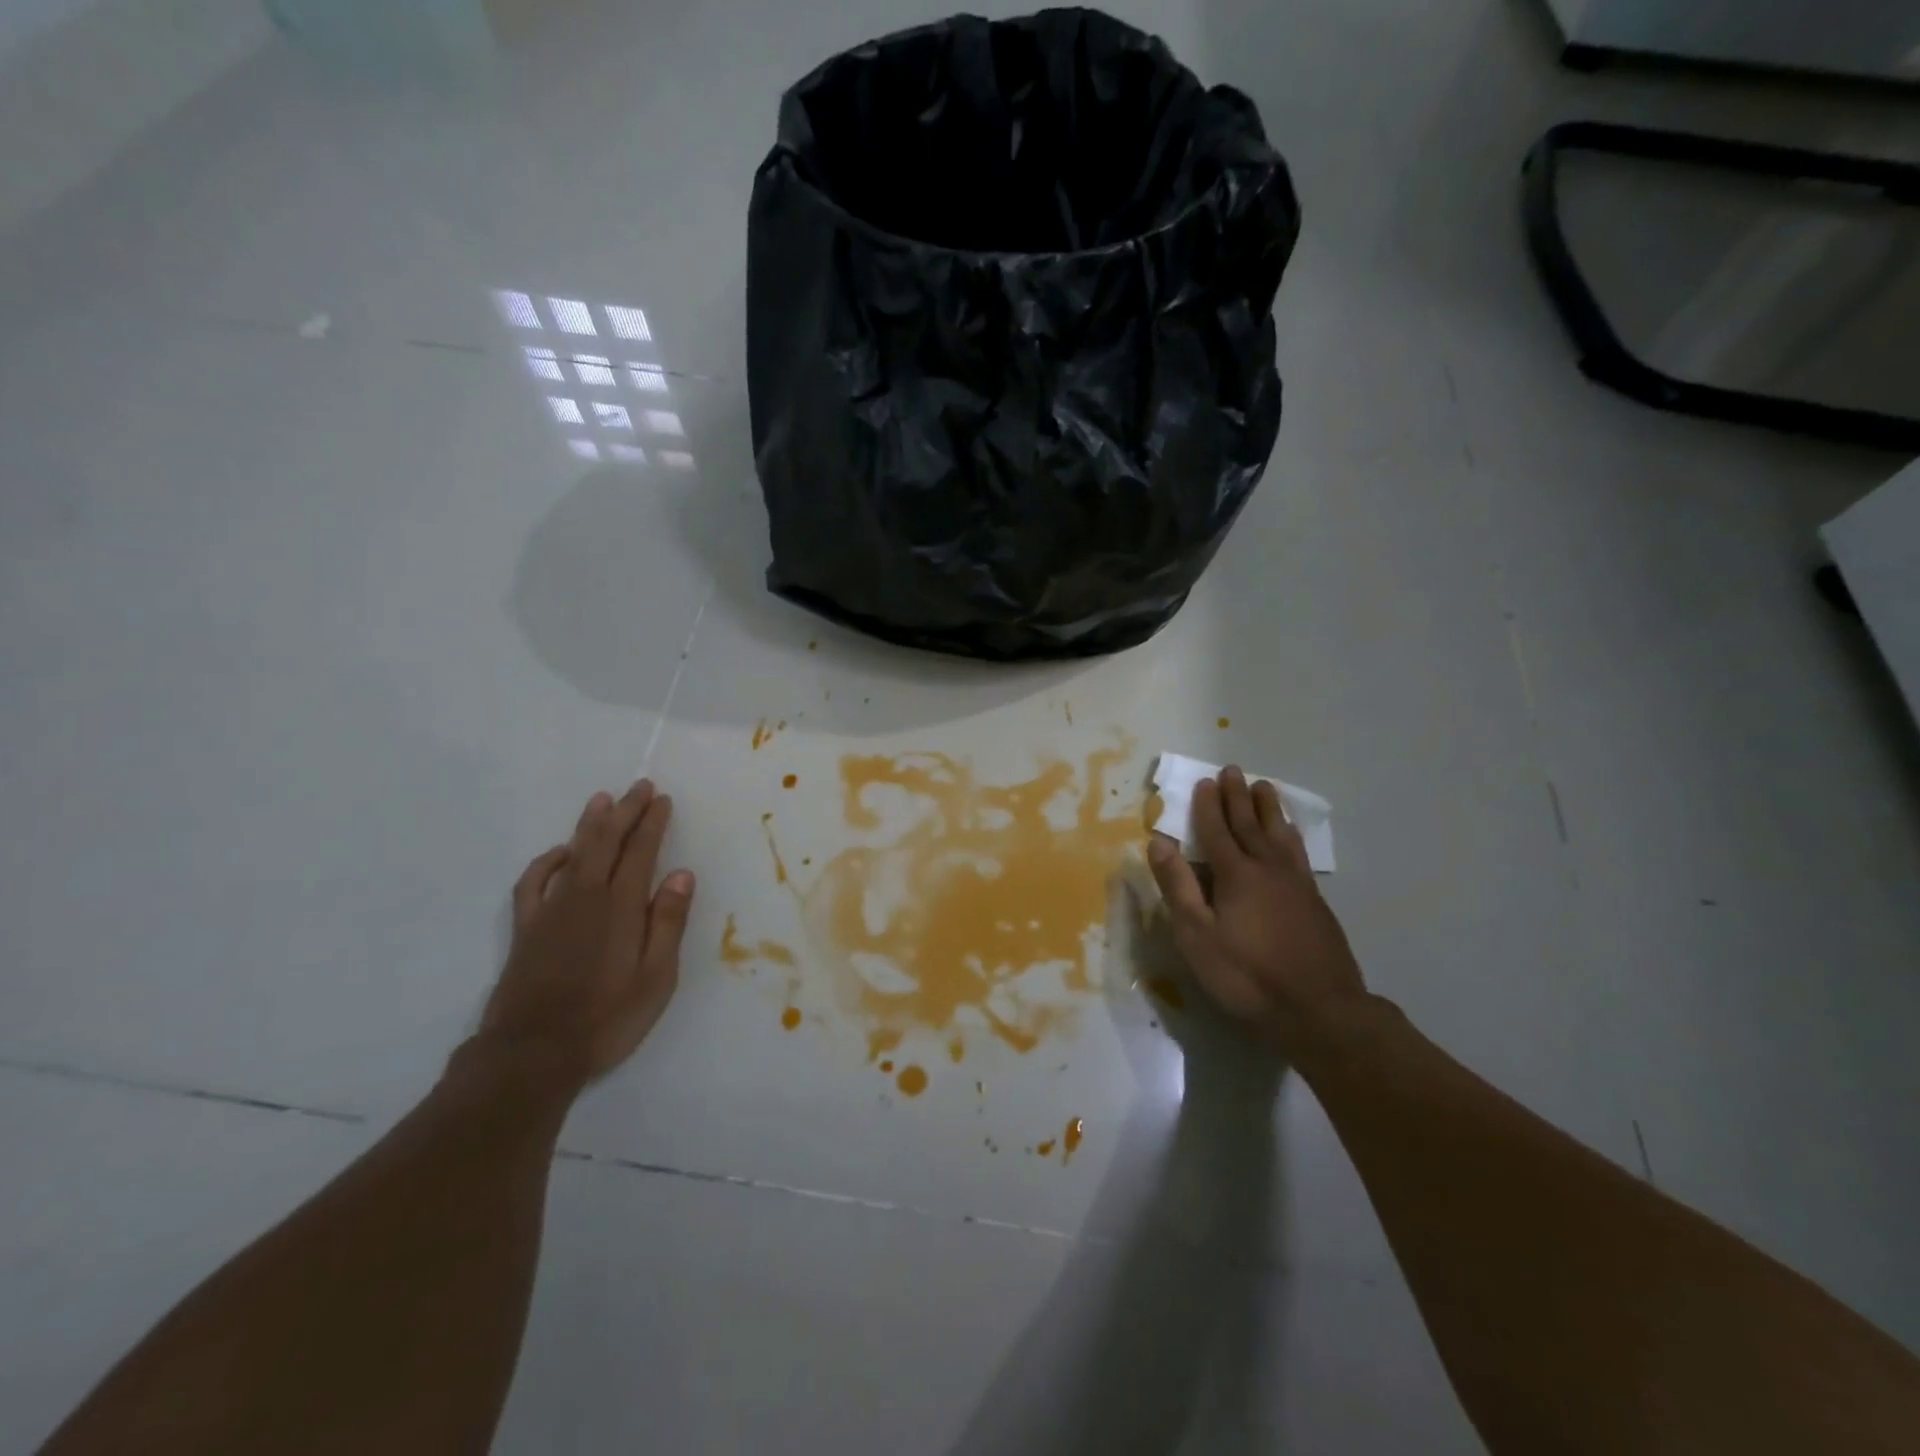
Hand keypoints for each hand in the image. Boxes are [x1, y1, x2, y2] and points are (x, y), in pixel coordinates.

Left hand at [471, 780, 694, 1095]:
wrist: (532, 1053)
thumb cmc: (607, 1018)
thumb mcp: (656, 977)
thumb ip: (667, 923)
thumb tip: (681, 875)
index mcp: (621, 907)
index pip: (640, 852)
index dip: (652, 823)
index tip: (662, 800)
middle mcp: (586, 898)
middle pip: (606, 842)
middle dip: (625, 811)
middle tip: (640, 786)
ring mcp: (551, 910)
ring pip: (573, 853)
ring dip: (589, 824)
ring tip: (603, 800)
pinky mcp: (525, 929)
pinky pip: (533, 882)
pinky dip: (547, 861)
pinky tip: (559, 853)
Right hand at [1147, 766, 1366, 1059]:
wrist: (1320, 1011)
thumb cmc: (1247, 976)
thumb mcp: (1197, 936)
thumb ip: (1178, 886)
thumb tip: (1160, 842)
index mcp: (1236, 875)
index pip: (1216, 831)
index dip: (1208, 807)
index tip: (1205, 782)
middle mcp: (1267, 869)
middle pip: (1250, 825)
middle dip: (1238, 797)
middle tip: (1234, 771)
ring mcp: (1296, 884)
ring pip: (1280, 835)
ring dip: (1269, 809)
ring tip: (1265, 787)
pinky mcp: (1315, 902)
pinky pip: (1298, 852)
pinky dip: (1290, 834)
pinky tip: (1290, 835)